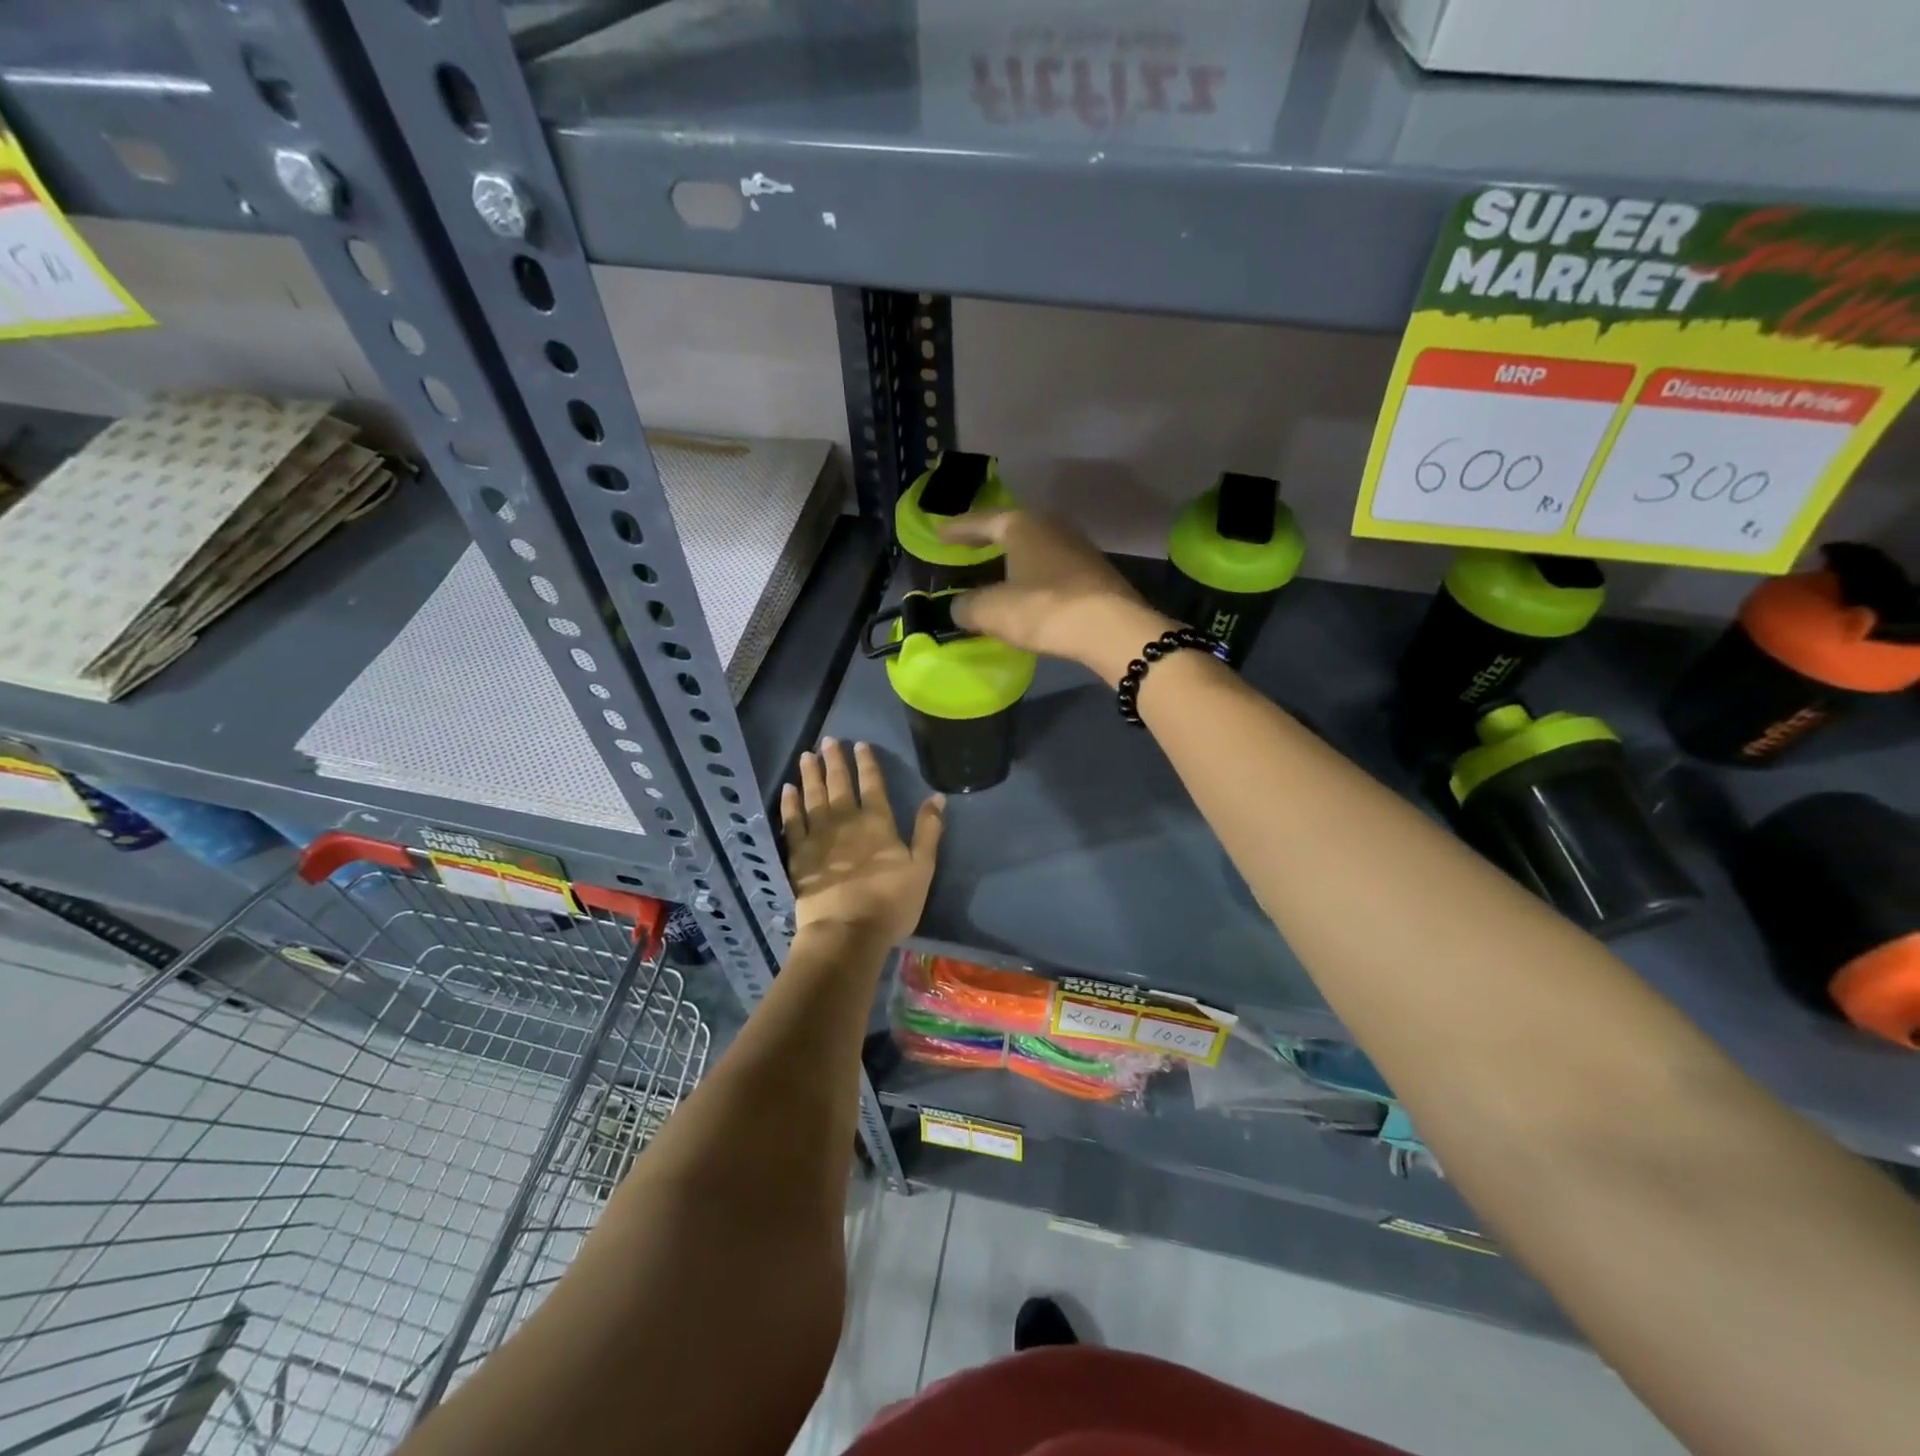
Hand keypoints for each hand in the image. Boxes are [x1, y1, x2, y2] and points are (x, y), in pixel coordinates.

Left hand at [780, 738, 942, 944]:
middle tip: (828, 741)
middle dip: (834, 760)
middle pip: (839, 783)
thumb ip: (928, 830)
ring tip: (807, 756)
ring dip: (810, 774)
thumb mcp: (922, 867)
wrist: (847, 931)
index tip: (860, 744)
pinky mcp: (798, 854)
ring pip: (813, 796)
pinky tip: (788, 790)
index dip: (866, 763)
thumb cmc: (891, 902)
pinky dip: (790, 803)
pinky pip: (792, 821)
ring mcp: (818, 836)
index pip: (872, 784)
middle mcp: (846, 820)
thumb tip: (936, 796)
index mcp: (877, 822)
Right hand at [939, 508, 1173, 686]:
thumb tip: (959, 607)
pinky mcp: (1094, 571)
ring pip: (1035, 546)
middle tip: (968, 546)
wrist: (1111, 628)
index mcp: (1022, 524)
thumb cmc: (1044, 609)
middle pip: (1012, 527)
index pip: (981, 521)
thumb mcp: (993, 611)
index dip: (958, 529)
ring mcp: (1078, 546)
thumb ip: (967, 607)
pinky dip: (1034, 573)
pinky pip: (1052, 566)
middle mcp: (1051, 525)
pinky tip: (1029, 589)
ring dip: (1015, 556)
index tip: (940, 534)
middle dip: (988, 537)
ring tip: (997, 568)